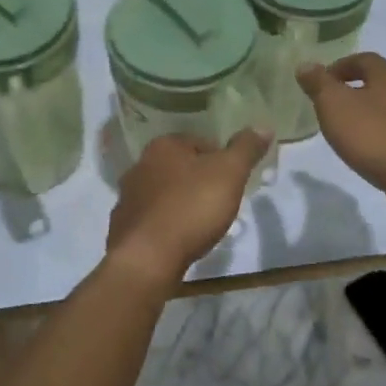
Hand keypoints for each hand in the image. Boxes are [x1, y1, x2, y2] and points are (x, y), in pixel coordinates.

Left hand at [107, 130, 270, 284]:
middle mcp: (140, 165)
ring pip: (164, 193)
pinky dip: (166, 225)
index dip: (221, 160)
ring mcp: (127, 197)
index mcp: (164, 146)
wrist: (148, 258)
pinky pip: (152, 219)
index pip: (201, 143)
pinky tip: (179, 240)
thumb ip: (246, 148)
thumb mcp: (230, 173)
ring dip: (181, 203)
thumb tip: (263, 127)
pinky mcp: (122, 227)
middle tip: (220, 202)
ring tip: (202, 224)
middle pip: (181, 168)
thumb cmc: (192, 207)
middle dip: (199, 181)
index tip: (233, 182)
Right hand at [298, 53, 385, 198]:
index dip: (340, 66)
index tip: (321, 82)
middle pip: (379, 83)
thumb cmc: (372, 135)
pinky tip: (369, 153)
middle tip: (331, 107)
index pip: (364, 59)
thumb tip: (305, 65)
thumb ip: (319, 84)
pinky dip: (380, 137)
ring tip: (347, 132)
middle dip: (354, 91)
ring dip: (368, 115)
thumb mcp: (334, 105)